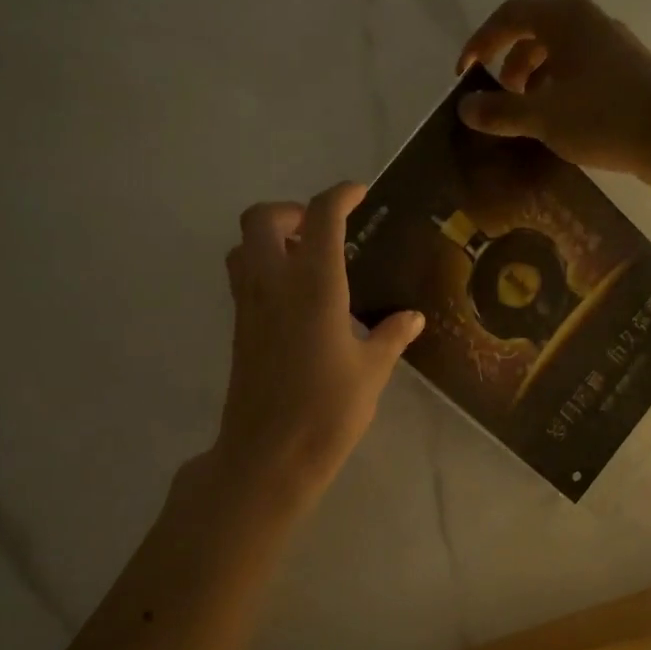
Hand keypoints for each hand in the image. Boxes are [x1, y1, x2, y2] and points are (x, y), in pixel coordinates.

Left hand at [210, 182, 425, 508]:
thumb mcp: (371, 372)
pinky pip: (243, 277)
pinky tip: (297, 299)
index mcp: (314, 286)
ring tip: (306, 260)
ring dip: (270, 237)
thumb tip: (412, 318)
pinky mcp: (239, 329)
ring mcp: (249, 306)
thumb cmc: (328, 411)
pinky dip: (264, 267)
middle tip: (322, 230)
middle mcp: (273, 284)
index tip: (359, 193)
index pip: (321, 217)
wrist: (268, 456)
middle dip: (291, 210)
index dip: (340, 195)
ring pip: (243, 246)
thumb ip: (391, 336)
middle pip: (261, 217)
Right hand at [455, 0, 650, 188]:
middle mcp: (589, 25)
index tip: (464, 76)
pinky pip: (579, 76)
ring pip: (558, 58)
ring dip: (533, 84)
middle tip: (499, 103)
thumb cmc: (605, 116)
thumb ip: (500, 111)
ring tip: (526, 120)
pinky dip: (558, 94)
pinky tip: (557, 127)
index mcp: (567, 20)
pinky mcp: (626, 76)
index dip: (480, 42)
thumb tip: (466, 108)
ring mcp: (611, 49)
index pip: (509, 16)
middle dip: (508, 68)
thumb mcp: (542, 116)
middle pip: (534, 35)